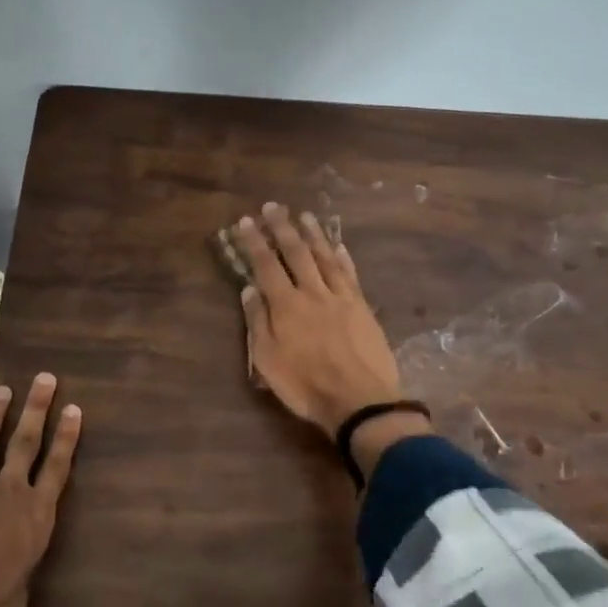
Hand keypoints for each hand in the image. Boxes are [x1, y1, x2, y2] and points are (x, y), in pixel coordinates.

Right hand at [232, 203, 426, 471]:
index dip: (254, 242)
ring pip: (325, 257)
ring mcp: (340, 297)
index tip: (245, 221)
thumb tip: (249, 289)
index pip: (266, 265)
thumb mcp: (268, 361)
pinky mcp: (362, 306)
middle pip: (296, 253)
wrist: (360, 400)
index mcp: (286, 305)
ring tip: (305, 216)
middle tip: (273, 206)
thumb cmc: (306, 386)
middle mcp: (312, 292)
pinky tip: (339, 245)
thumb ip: (258, 322)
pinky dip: (343, 257)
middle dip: (282, 228)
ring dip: (313, 235)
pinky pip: (350, 274)